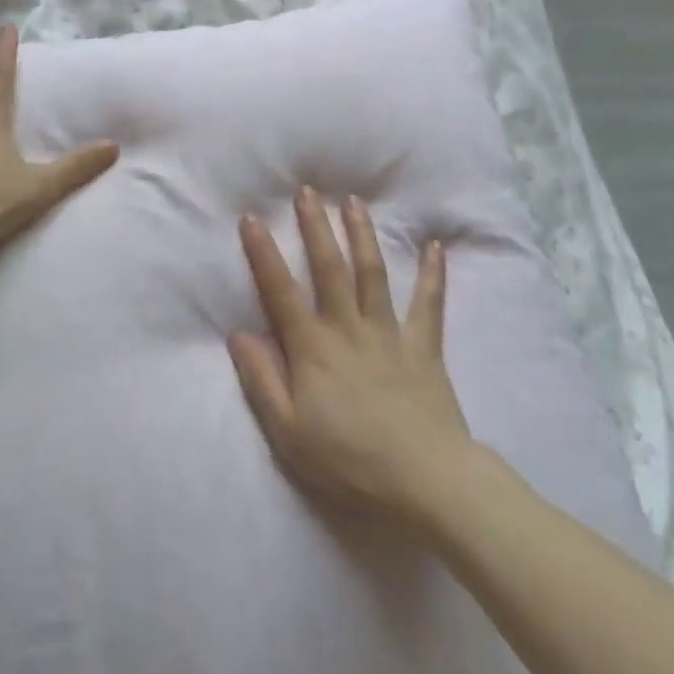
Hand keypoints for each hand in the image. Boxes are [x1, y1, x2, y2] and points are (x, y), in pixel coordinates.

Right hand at [230, 188, 472, 525]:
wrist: (427, 482)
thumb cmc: (350, 461)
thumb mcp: (288, 433)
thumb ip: (261, 380)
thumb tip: (237, 334)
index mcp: (313, 348)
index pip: (281, 291)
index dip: (263, 253)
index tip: (252, 218)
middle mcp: (349, 327)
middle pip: (330, 267)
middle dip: (316, 226)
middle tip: (308, 191)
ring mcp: (390, 333)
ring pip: (373, 273)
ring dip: (362, 234)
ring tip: (354, 201)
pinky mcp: (424, 347)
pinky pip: (429, 304)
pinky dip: (433, 274)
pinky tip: (435, 246)